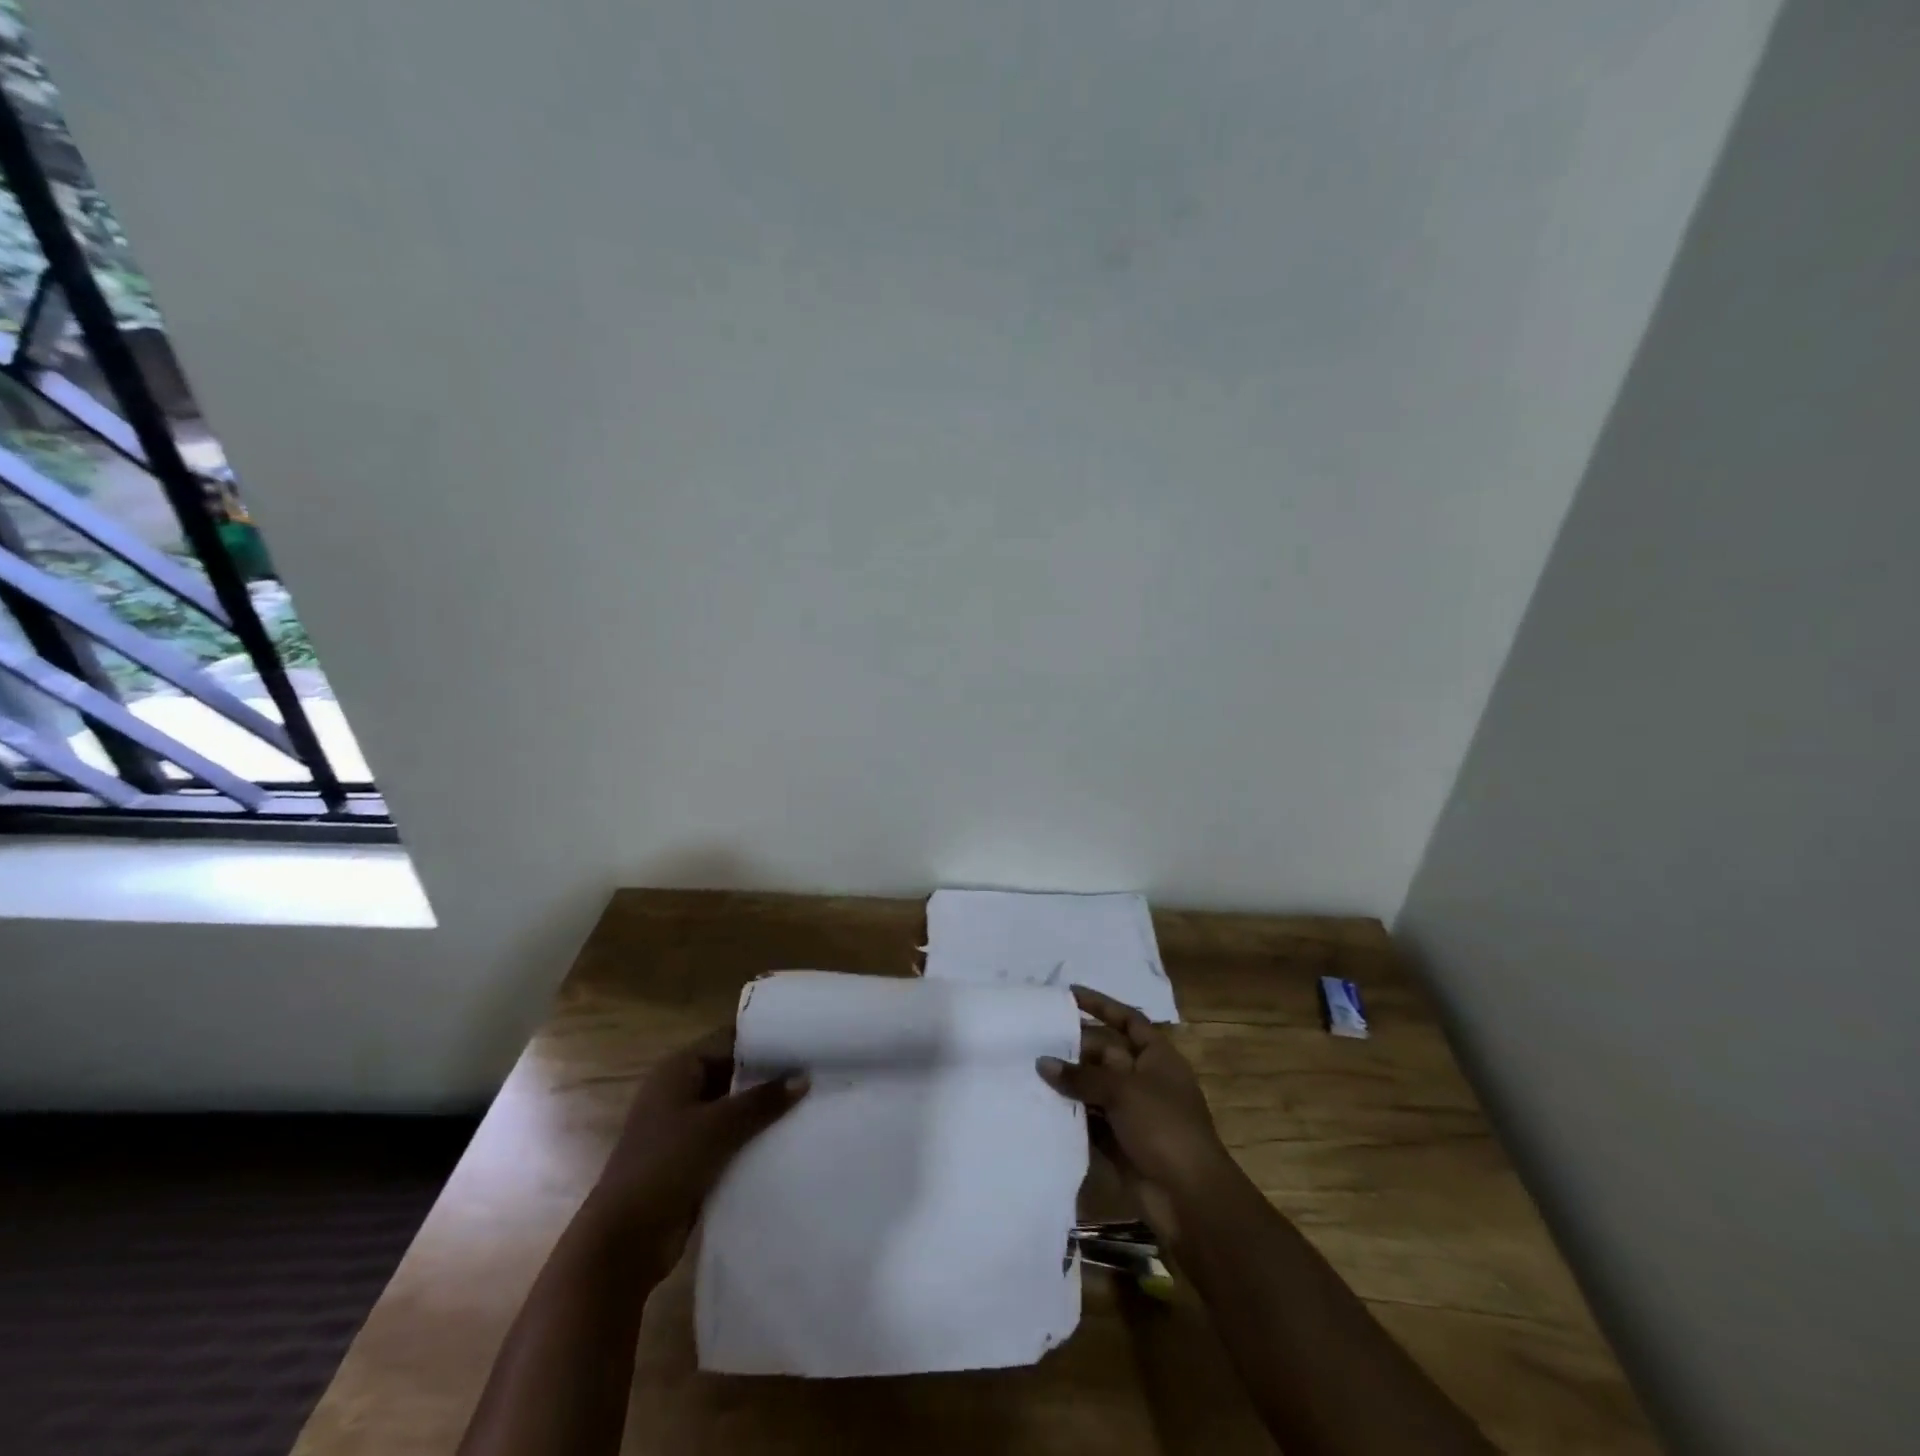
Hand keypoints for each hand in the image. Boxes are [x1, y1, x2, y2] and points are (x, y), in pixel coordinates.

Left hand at [588, 1027, 807, 1271]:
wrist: (623, 1242)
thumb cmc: (665, 1166)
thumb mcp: (718, 1127)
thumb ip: (762, 1100)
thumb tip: (804, 1078)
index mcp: (678, 1070)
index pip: (729, 1039)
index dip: (765, 1039)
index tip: (805, 1039)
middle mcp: (680, 1091)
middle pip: (732, 1072)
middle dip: (769, 1075)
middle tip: (815, 1069)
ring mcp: (683, 1127)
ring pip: (733, 1108)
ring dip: (763, 1109)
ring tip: (810, 1101)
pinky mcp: (691, 1160)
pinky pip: (730, 1138)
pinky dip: (753, 1137)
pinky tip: (787, 1136)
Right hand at [1038, 986, 1235, 1238]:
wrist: (1189, 1198)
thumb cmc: (1164, 1127)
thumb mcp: (1123, 1090)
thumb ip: (1081, 1076)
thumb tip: (1043, 1062)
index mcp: (1157, 1057)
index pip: (1127, 1020)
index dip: (1101, 1005)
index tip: (1069, 993)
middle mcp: (1144, 1079)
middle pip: (1105, 1053)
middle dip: (1074, 1046)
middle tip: (1035, 1038)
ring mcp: (1131, 1112)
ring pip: (1094, 1087)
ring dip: (1068, 1081)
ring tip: (1028, 1068)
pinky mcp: (1118, 1141)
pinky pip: (1089, 1119)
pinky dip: (1069, 1113)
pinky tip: (1040, 1105)